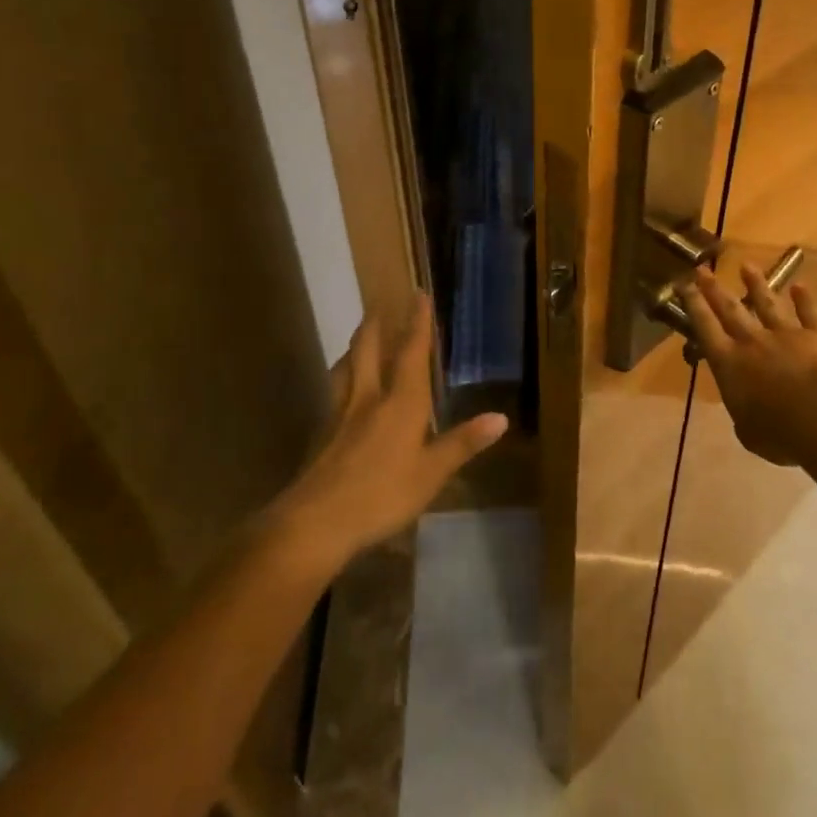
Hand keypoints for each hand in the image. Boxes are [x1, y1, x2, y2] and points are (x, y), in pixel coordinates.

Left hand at [271, 295, 506, 563]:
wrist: (314, 522)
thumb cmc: (381, 495)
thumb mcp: (431, 474)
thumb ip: (462, 443)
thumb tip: (501, 417)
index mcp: (400, 402)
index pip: (411, 353)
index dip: (417, 323)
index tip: (418, 294)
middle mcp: (369, 397)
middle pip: (368, 349)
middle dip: (376, 324)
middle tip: (379, 303)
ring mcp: (340, 414)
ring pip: (346, 367)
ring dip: (354, 347)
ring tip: (359, 338)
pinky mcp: (322, 434)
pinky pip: (334, 391)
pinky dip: (341, 377)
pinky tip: (341, 389)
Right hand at [682, 265, 816, 466]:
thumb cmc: (782, 433)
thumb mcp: (750, 434)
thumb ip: (743, 417)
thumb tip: (745, 412)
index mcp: (730, 365)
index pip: (706, 329)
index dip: (694, 306)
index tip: (684, 285)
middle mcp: (754, 343)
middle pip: (731, 310)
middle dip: (714, 289)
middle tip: (702, 269)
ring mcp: (787, 335)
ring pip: (767, 304)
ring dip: (756, 284)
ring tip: (746, 266)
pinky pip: (810, 314)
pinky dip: (805, 300)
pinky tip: (800, 286)